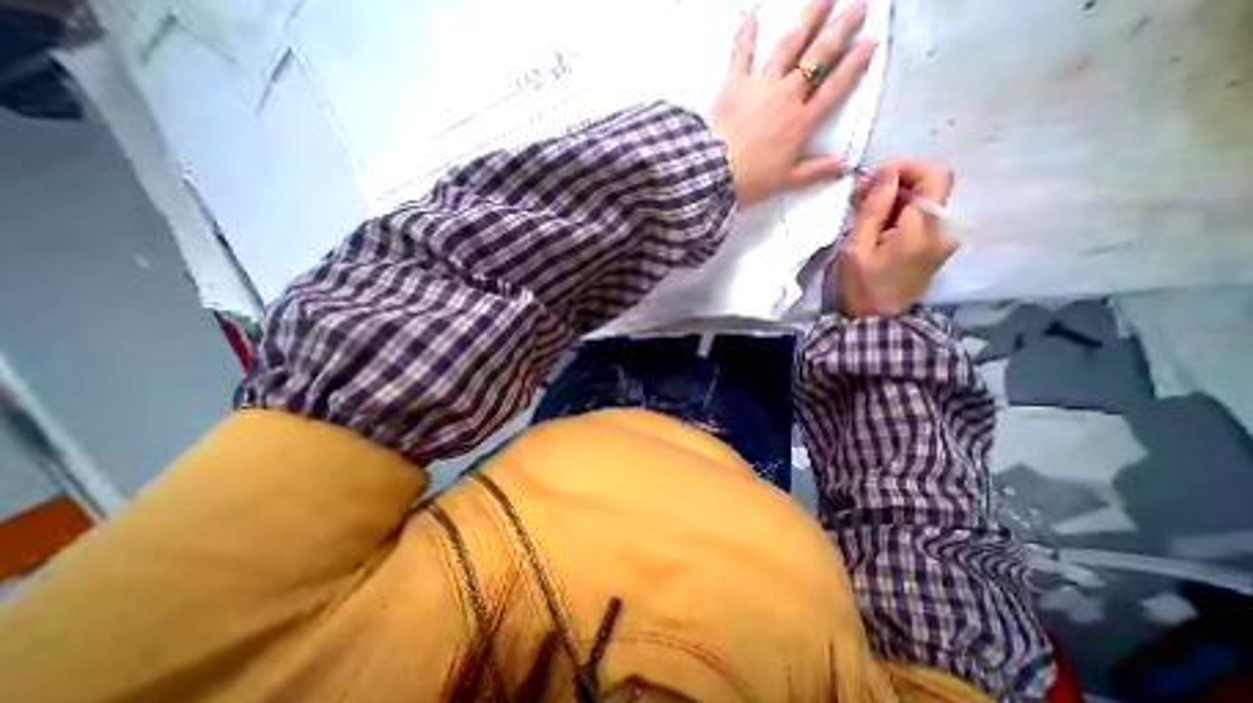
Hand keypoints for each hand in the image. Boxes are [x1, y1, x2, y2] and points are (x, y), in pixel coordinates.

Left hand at [708, 1, 874, 209]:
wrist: (713, 173)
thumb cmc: (750, 181)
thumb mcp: (785, 181)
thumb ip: (814, 171)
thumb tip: (842, 166)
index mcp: (801, 122)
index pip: (835, 87)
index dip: (854, 64)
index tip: (870, 42)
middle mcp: (787, 96)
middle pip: (819, 57)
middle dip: (841, 29)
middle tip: (859, 5)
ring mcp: (761, 86)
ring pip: (789, 45)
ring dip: (808, 18)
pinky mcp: (734, 84)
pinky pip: (741, 54)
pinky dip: (745, 35)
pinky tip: (751, 15)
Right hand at [831, 159, 960, 314]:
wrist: (878, 321)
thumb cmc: (861, 286)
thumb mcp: (856, 248)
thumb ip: (873, 209)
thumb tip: (886, 172)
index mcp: (922, 229)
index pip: (934, 175)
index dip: (907, 167)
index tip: (875, 176)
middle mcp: (944, 229)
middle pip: (933, 185)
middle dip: (899, 181)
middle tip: (863, 192)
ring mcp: (945, 239)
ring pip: (928, 200)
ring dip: (898, 197)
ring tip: (865, 208)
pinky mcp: (938, 246)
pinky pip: (924, 217)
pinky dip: (902, 212)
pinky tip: (878, 223)